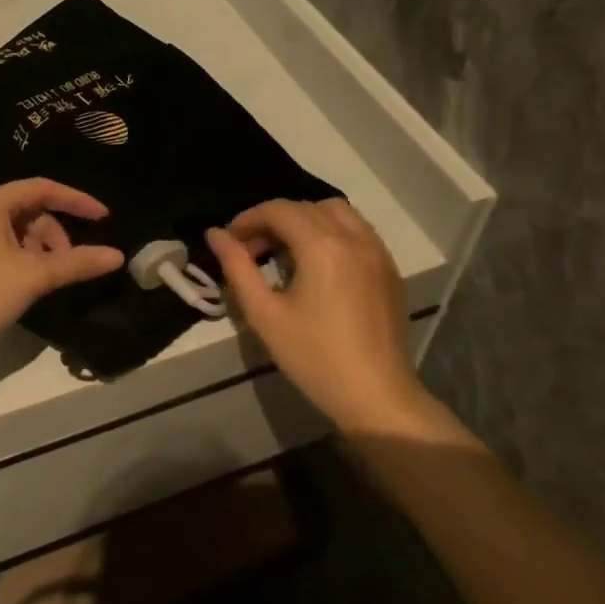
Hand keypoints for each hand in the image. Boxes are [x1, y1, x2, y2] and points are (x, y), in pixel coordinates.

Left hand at [0, 179, 124, 362]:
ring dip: (40, 249)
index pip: (43, 188)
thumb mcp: (33, 276)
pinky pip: (1, 245)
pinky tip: (28, 283)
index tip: (104, 218)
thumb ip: (76, 263)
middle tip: (71, 263)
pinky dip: (22, 258)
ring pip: (16, 230)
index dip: (76, 200)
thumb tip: (117, 256)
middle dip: (56, 234)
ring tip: (49, 279)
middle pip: (30, 210)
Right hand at [206, 199, 426, 428]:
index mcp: (322, 247)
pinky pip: (357, 229)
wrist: (375, 396)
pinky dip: (331, 230)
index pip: (279, 210)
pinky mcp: (389, 267)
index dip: (248, 218)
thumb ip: (237, 267)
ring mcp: (377, 250)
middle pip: (305, 207)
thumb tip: (216, 234)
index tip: (230, 240)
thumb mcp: (264, 314)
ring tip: (284, 250)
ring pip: (336, 211)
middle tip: (251, 249)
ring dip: (304, 220)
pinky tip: (317, 261)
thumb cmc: (314, 357)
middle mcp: (353, 237)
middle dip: (273, 220)